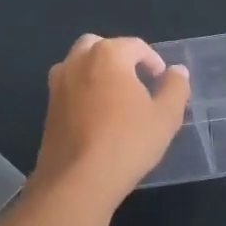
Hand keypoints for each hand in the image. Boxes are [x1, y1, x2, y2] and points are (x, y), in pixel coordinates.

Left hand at [34, 34, 189, 195]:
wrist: (77, 180)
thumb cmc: (127, 142)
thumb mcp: (166, 116)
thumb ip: (175, 87)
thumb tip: (177, 71)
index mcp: (108, 54)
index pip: (135, 45)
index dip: (153, 60)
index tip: (162, 81)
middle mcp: (78, 61)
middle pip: (100, 46)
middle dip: (119, 57)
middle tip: (136, 81)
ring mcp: (58, 84)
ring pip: (78, 64)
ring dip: (96, 71)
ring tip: (115, 97)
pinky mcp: (48, 107)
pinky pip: (69, 87)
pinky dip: (83, 91)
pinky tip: (96, 116)